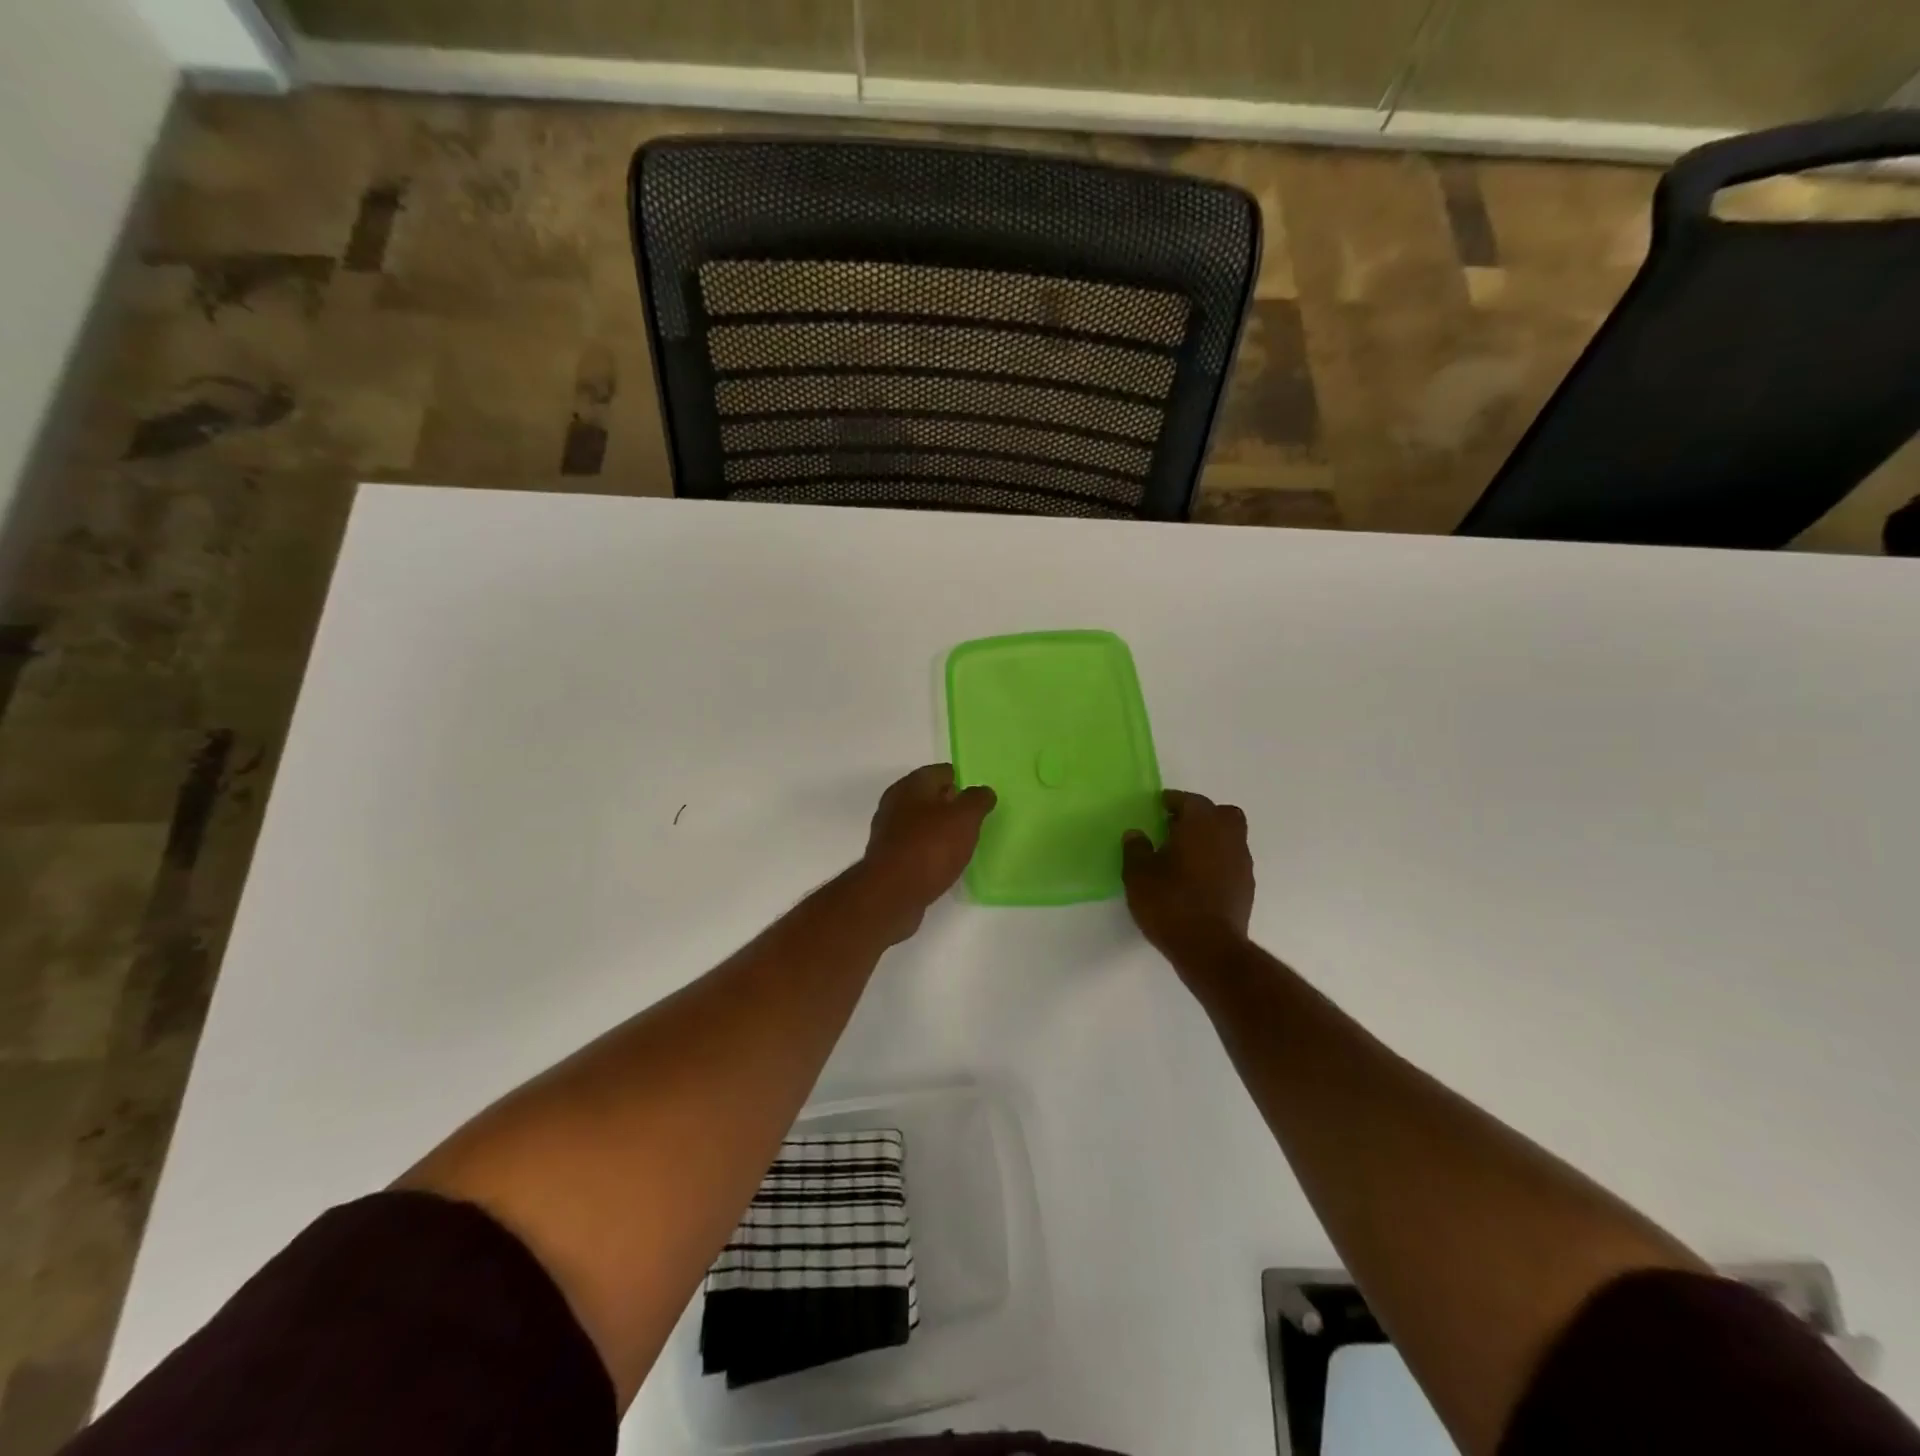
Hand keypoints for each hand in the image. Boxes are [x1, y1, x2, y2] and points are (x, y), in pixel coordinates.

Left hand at [858, 765, 996, 942]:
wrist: (891, 893)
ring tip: (962, 843)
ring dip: (940, 829)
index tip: (979, 799)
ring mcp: (889, 831)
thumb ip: (977, 800)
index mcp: (912, 785)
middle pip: (930, 796)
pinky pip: (915, 846)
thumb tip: (982, 792)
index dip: (963, 781)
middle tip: (974, 820)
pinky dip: (930, 850)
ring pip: (921, 822)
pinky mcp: (888, 857)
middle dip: (951, 805)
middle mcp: (896, 802)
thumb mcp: (965, 818)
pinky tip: (943, 863)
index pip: (942, 772)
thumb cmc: (930, 847)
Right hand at [1122, 790, 1254, 955]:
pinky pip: (1232, 862)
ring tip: (1184, 856)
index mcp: (1201, 824)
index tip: (1158, 807)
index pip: (1190, 800)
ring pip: (1230, 837)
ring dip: (1211, 840)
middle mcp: (1227, 837)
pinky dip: (1217, 862)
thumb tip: (1136, 834)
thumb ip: (1136, 849)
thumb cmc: (1169, 902)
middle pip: (1220, 813)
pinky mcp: (1246, 888)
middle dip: (1201, 816)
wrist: (1209, 948)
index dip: (1172, 801)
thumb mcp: (1138, 874)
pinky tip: (1197, 880)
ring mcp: (1242, 863)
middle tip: (1176, 828)